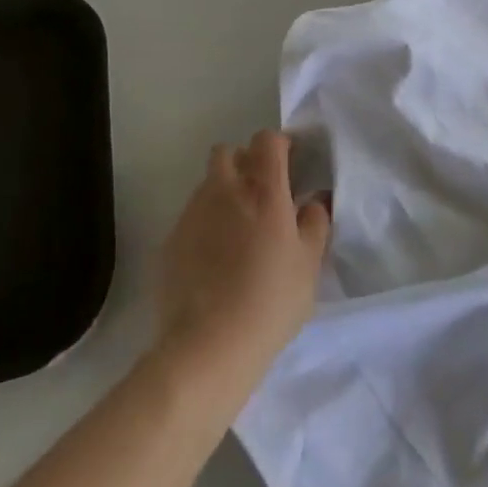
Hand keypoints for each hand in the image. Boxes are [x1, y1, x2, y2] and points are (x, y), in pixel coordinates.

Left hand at [154, 130, 330, 405]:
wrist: (208, 346)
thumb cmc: (271, 301)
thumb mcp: (309, 265)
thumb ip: (315, 223)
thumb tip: (314, 200)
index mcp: (263, 189)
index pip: (267, 140)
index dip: (279, 146)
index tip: (289, 165)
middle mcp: (225, 189)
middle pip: (229, 152)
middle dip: (244, 162)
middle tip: (261, 194)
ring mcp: (193, 213)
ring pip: (207, 183)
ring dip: (223, 192)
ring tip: (237, 230)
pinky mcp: (171, 239)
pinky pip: (191, 216)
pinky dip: (204, 224)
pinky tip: (214, 259)